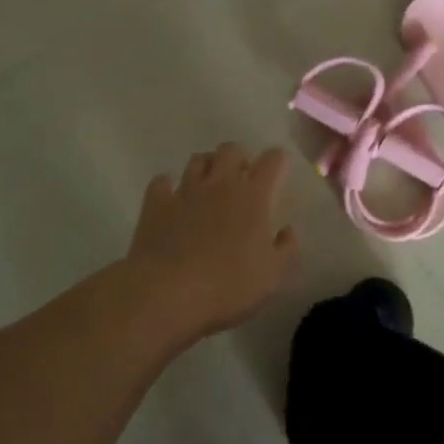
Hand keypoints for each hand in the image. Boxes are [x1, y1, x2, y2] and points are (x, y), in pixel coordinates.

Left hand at [126, 143, 297, 341]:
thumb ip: (286, 248)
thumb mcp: (272, 275)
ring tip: (209, 185)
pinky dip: (168, 186)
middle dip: (239, 158)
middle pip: (231, 150)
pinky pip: (162, 182)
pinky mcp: (156, 203)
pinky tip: (172, 198)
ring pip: (197, 160)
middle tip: (241, 178)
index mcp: (253, 196)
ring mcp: (185, 190)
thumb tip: (287, 230)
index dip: (277, 159)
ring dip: (207, 167)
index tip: (278, 165)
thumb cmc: (228, 285)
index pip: (271, 161)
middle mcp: (220, 184)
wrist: (168, 292)